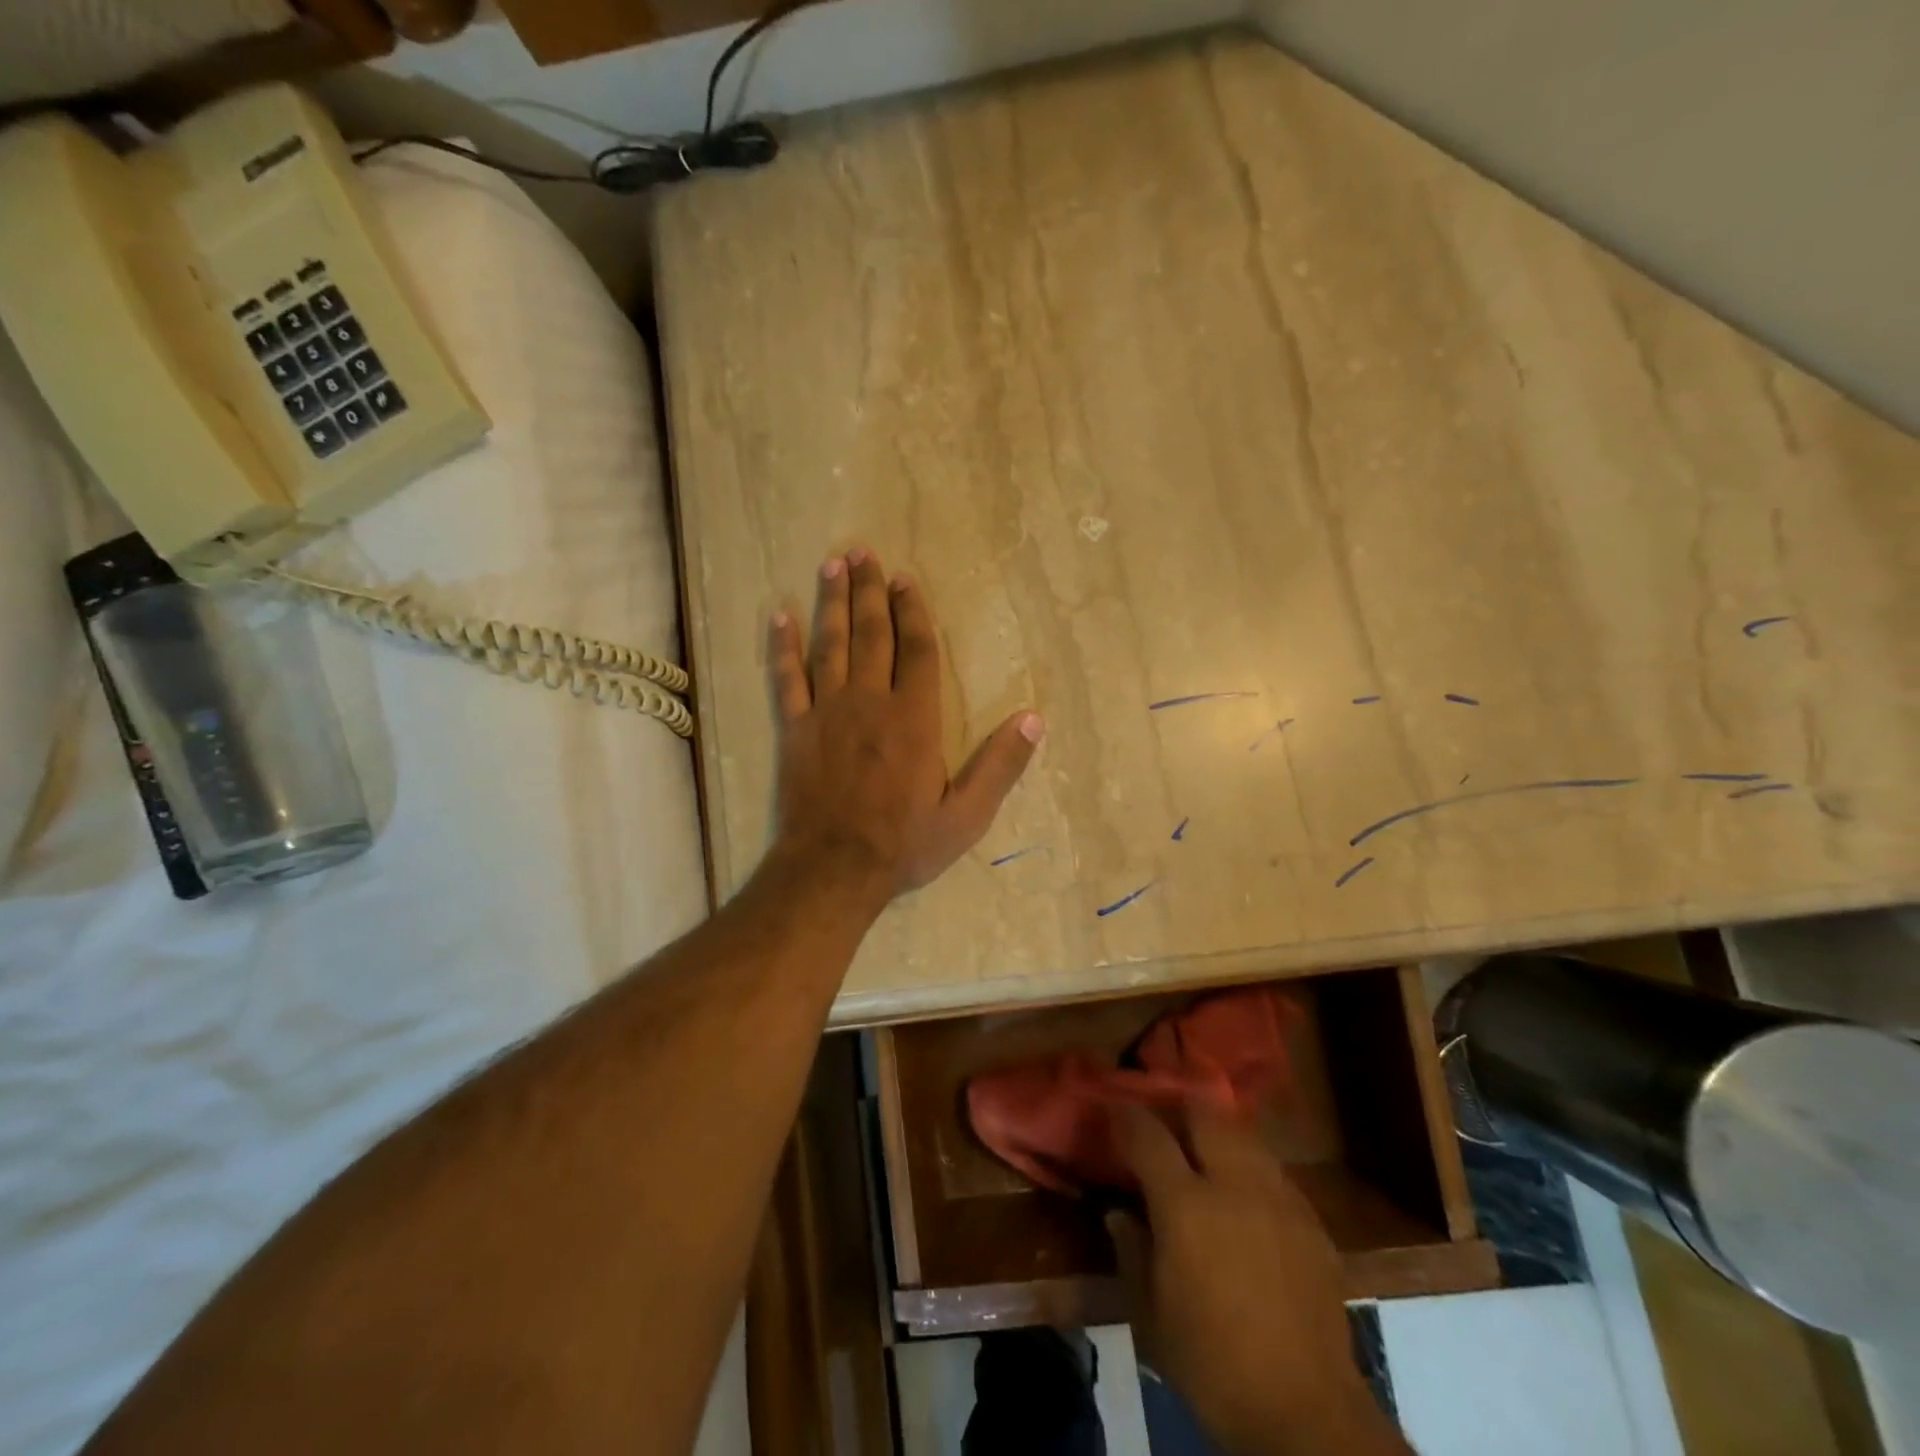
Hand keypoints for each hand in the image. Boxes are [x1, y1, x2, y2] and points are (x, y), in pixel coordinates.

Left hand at [768, 548, 1043, 900]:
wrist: (834, 870)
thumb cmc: (904, 844)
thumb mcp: (967, 815)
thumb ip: (1001, 765)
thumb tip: (1034, 719)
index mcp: (914, 718)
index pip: (916, 650)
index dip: (912, 611)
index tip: (905, 579)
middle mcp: (870, 701)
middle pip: (871, 634)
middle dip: (869, 591)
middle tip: (863, 552)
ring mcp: (827, 712)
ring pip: (830, 645)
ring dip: (831, 602)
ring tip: (832, 565)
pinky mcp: (794, 730)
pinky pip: (785, 679)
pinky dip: (781, 647)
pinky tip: (779, 617)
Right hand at [1106, 1106, 1409, 1455]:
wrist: (1306, 1414)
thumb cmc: (1212, 1365)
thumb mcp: (1150, 1315)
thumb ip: (1131, 1251)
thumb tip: (1119, 1213)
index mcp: (1185, 1204)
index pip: (1147, 1134)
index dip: (1126, 1116)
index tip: (1112, 1111)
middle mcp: (1233, 1184)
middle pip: (1204, 1113)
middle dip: (1178, 1108)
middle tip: (1163, 1125)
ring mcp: (1278, 1198)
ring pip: (1243, 1135)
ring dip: (1217, 1134)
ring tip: (1204, 1152)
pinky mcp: (1312, 1221)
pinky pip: (1274, 1172)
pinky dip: (1251, 1169)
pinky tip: (1246, 1199)